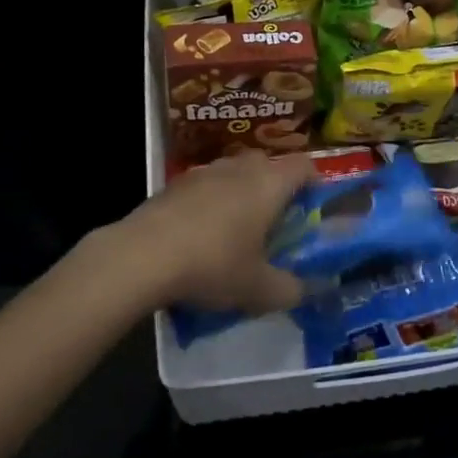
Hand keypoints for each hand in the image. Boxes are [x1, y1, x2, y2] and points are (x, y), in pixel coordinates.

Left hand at [99, 151, 316, 314]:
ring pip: (234, 174)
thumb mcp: (259, 289)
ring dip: (241, 195)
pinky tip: (200, 237)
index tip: (313, 211)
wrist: (142, 256)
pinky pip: (205, 187)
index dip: (314, 184)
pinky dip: (210, 204)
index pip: (305, 166)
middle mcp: (240, 167)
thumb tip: (308, 290)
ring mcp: (204, 171)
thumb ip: (291, 290)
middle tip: (275, 225)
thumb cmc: (213, 264)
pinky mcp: (174, 184)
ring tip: (236, 233)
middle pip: (268, 166)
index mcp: (269, 183)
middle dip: (276, 190)